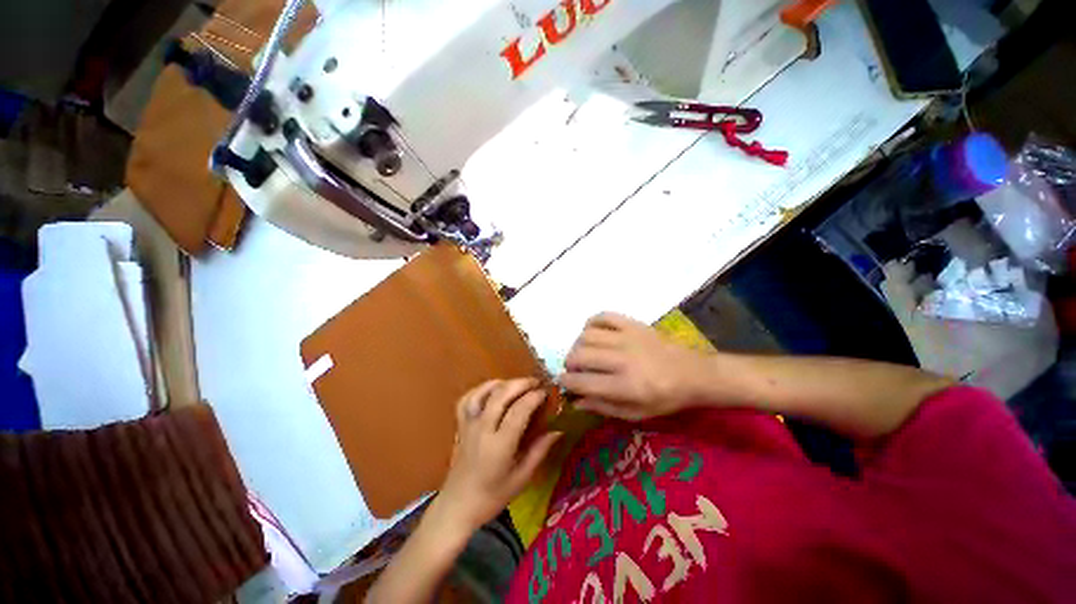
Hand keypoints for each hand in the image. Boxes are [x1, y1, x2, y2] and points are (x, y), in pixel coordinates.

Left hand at [434, 378, 561, 533]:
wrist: (457, 506)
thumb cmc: (492, 496)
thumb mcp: (522, 478)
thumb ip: (540, 451)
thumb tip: (558, 430)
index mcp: (500, 445)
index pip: (519, 410)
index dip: (534, 397)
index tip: (546, 392)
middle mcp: (483, 429)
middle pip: (501, 395)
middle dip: (521, 383)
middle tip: (536, 382)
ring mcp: (468, 425)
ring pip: (483, 392)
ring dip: (502, 383)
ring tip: (516, 384)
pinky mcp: (460, 425)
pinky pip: (467, 399)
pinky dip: (480, 390)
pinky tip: (492, 390)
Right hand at [559, 312, 711, 420]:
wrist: (694, 373)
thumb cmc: (665, 398)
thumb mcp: (636, 414)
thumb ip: (603, 407)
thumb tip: (575, 401)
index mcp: (626, 386)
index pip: (583, 381)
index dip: (566, 381)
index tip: (562, 381)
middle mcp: (623, 359)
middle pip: (580, 354)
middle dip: (569, 363)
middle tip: (574, 369)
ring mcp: (628, 337)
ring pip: (587, 335)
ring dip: (578, 345)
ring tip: (583, 353)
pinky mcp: (632, 324)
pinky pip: (603, 316)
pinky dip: (591, 323)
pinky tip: (593, 334)